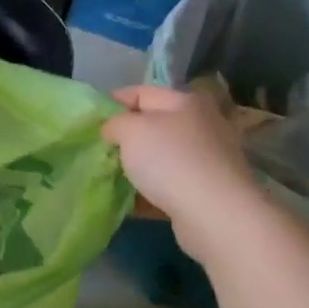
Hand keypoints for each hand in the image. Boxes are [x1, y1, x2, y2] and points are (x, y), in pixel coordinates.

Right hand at [103, 85, 263, 253]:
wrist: (215, 215)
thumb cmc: (170, 161)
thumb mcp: (130, 130)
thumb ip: (115, 123)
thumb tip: (114, 130)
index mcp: (185, 102)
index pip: (142, 92)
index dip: (115, 101)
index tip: (93, 119)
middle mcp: (202, 126)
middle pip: (155, 125)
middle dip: (128, 136)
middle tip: (103, 149)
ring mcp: (209, 160)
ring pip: (163, 157)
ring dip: (139, 165)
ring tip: (114, 176)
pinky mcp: (209, 191)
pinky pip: (171, 185)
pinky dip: (151, 191)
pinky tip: (132, 202)